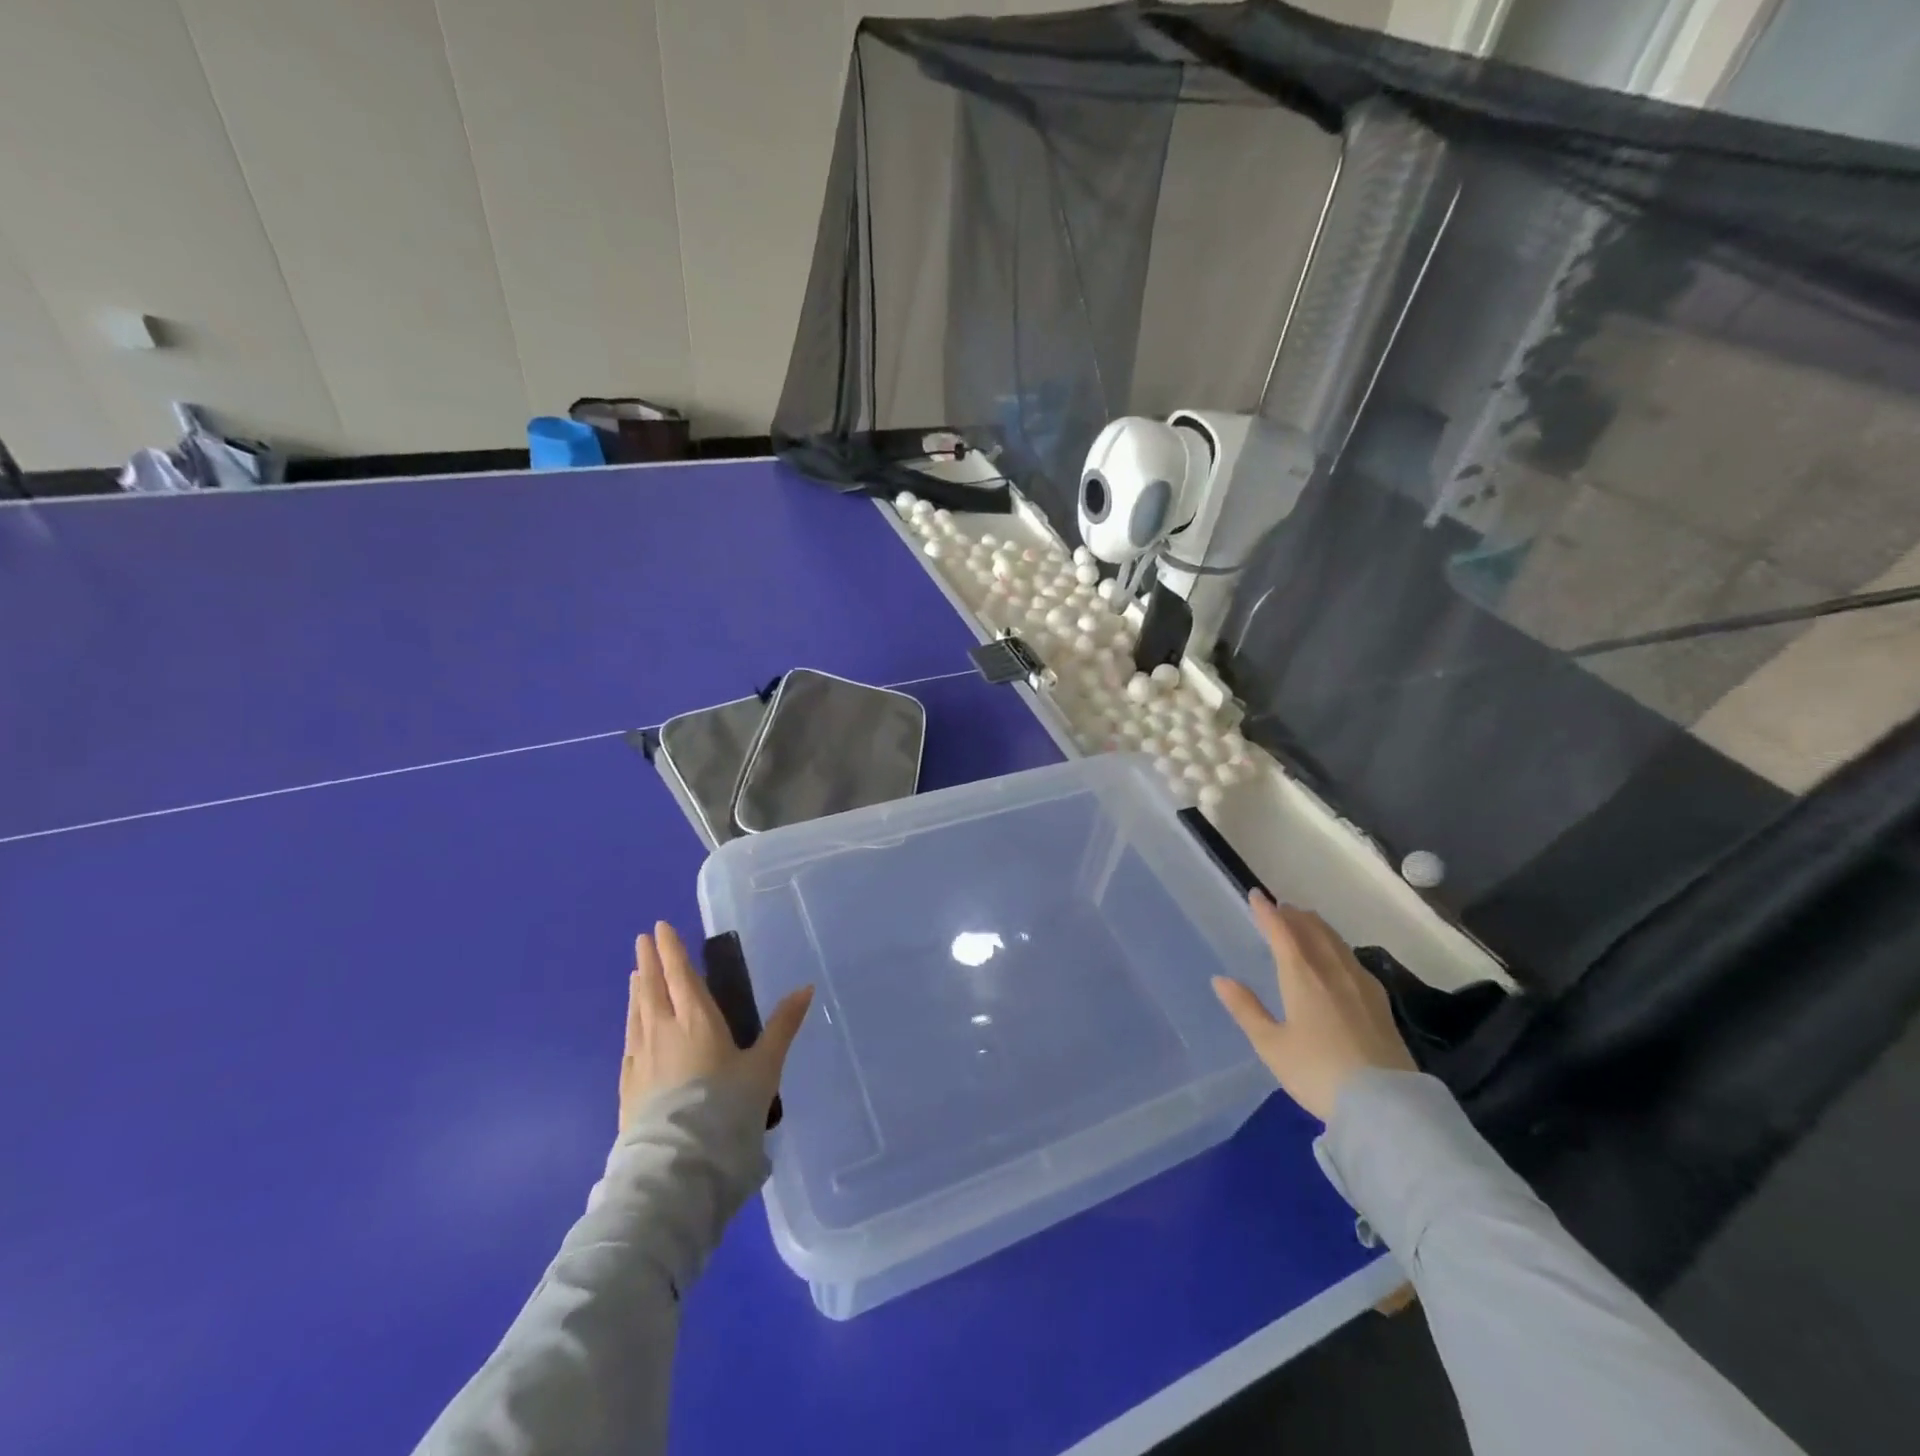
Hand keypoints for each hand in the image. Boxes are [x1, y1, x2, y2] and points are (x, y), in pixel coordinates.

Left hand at [619, 921, 813, 1133]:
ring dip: (637, 990)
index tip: (660, 928)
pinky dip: (631, 1024)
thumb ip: (782, 1026)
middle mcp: (663, 1031)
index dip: (671, 950)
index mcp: (697, 1020)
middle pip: (652, 988)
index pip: (680, 975)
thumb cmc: (727, 1108)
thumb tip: (806, 988)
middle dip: (649, 962)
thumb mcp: (764, 1067)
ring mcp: (641, 1059)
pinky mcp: (628, 1087)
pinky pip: (629, 1042)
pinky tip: (632, 1029)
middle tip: (642, 940)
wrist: (679, 1167)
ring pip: (637, 1013)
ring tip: (635, 976)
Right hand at [1212, 890, 1415, 1122]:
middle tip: (1280, 907)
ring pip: (1336, 942)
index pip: (1281, 932)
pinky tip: (1339, 958)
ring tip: (1306, 923)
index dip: (1267, 912)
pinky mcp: (1380, 1002)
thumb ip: (1246, 1009)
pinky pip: (1353, 958)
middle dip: (1294, 916)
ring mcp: (1361, 985)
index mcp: (1302, 975)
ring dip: (1317, 927)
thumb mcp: (1271, 1045)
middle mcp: (1332, 970)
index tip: (1256, 895)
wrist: (1385, 1107)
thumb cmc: (1317, 1073)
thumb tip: (1220, 979)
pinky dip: (1337, 946)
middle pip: (1312, 930)